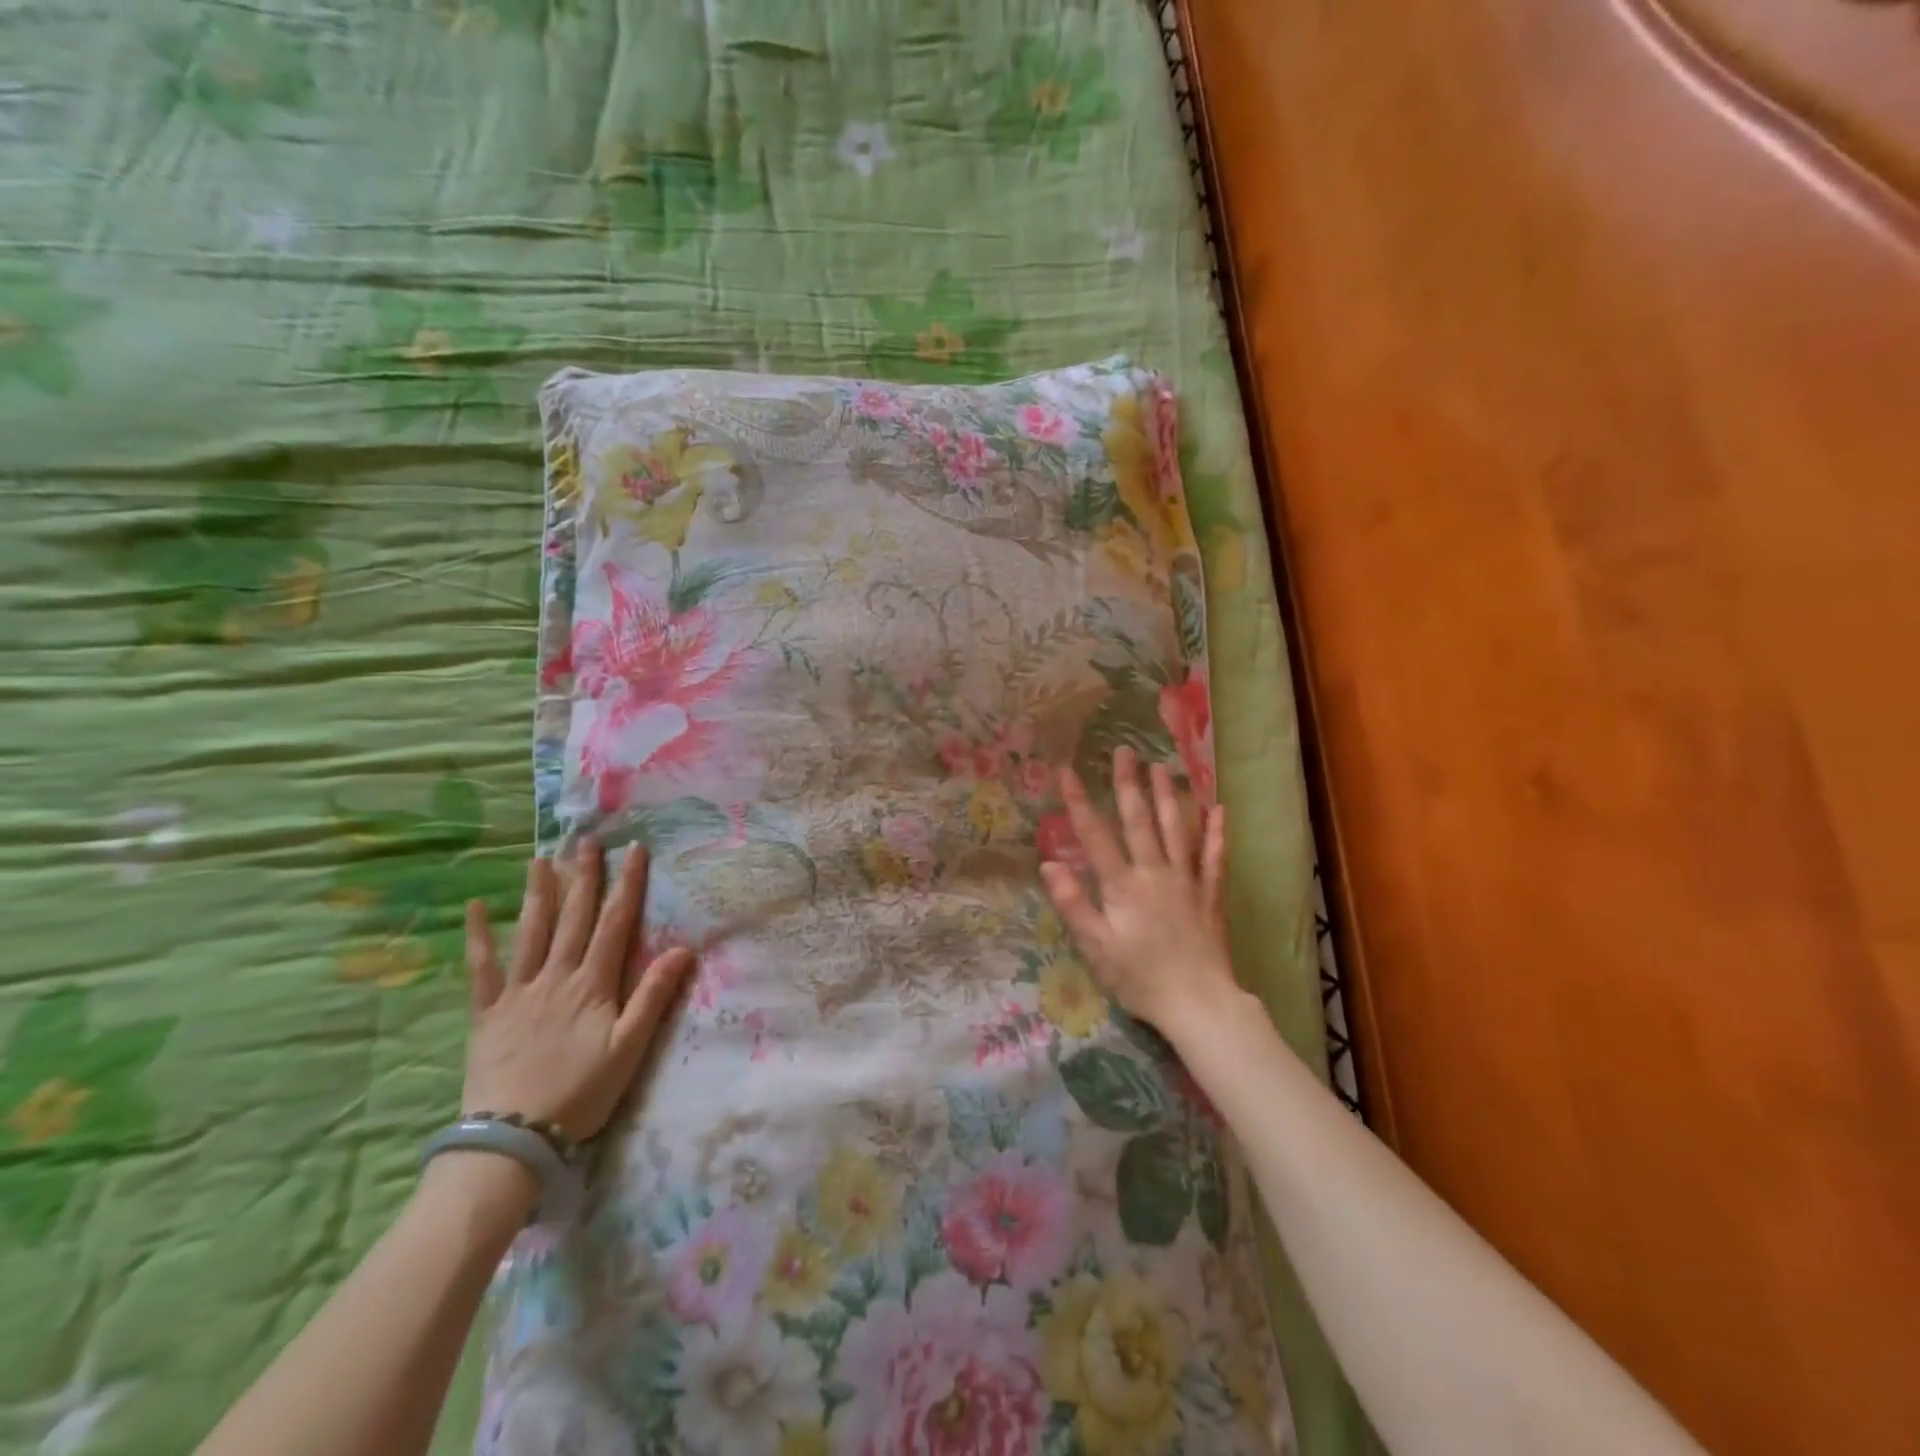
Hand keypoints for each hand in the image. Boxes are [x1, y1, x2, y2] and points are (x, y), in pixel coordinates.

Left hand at [462, 839, 694, 1143]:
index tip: (635, 850)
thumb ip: (653, 996)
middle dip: (583, 876)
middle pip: (574, 917)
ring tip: (540, 858)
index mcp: (593, 984)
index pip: (615, 923)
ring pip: (531, 931)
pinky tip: (476, 907)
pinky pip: (480, 967)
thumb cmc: (581, 1092)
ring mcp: (518, 991)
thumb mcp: (630, 1047)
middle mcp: (556, 976)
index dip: (628, 884)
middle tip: (586, 840)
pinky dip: (478, 935)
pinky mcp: (486, 1011)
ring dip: (538, 892)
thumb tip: (683, 949)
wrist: (514, 1137)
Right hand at [1039, 746, 1241, 1034]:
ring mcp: (1187, 881)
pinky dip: (1216, 832)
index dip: (1079, 802)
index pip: (1096, 836)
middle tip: (1124, 750)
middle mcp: (1156, 873)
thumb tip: (1050, 864)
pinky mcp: (1210, 895)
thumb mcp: (1096, 947)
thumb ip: (1074, 904)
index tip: (1067, 771)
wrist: (1199, 1004)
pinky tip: (1218, 809)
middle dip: (1128, 784)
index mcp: (1124, 886)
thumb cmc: (1140, 978)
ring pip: (1177, 829)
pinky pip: (1215, 857)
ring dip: (1169, 795)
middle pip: (1140, 821)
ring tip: (1162, 766)